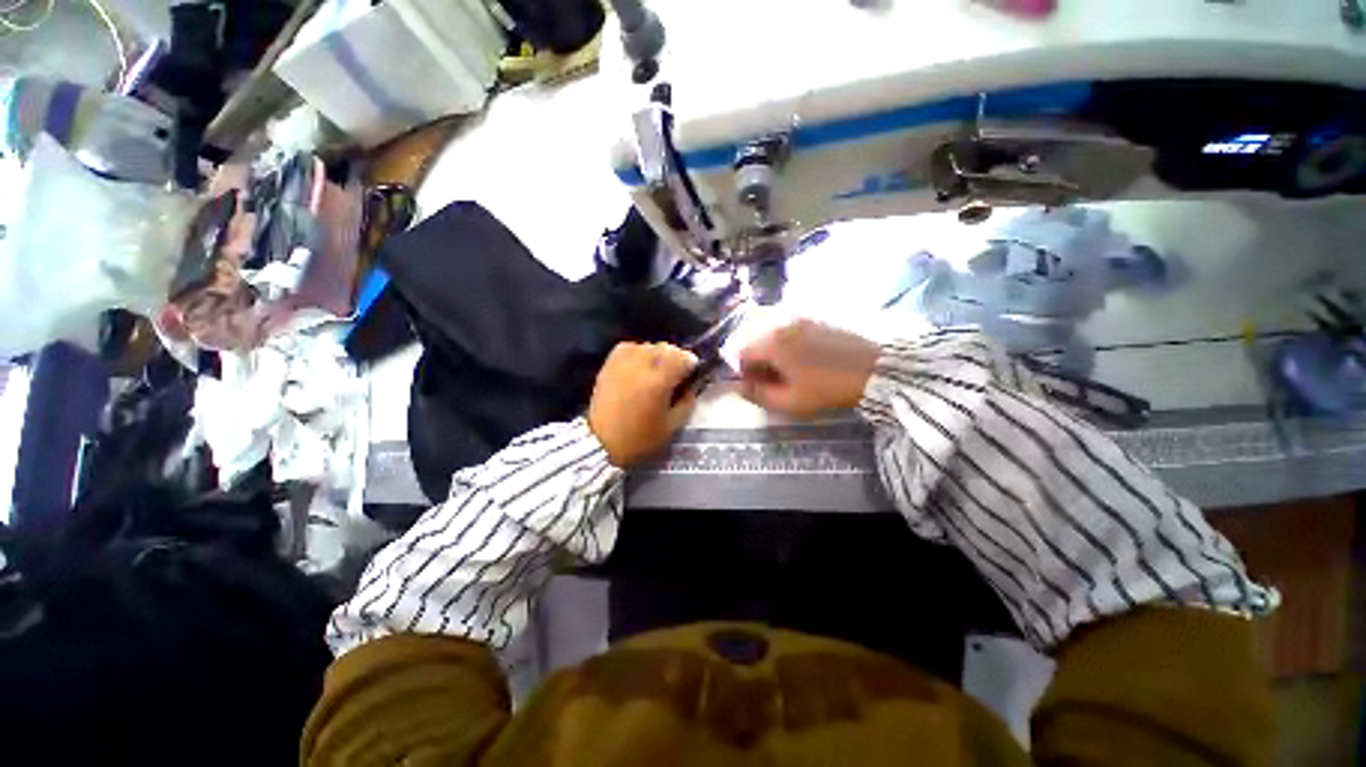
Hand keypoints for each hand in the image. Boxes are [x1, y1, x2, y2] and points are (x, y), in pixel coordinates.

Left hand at [588, 342, 699, 466]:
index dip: (691, 364)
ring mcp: (623, 363)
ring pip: (647, 346)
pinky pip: (628, 347)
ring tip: (659, 367)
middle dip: (676, 357)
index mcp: (659, 381)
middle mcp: (642, 366)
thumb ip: (686, 403)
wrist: (601, 443)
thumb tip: (690, 386)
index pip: (683, 358)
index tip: (693, 372)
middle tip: (677, 371)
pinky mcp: (609, 365)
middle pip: (666, 348)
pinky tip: (640, 363)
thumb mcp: (672, 427)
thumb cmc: (639, 439)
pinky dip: (638, 351)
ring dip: (658, 353)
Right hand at [739, 320, 880, 416]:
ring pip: (775, 338)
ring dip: (774, 356)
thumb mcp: (789, 401)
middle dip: (759, 364)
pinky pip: (793, 334)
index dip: (745, 373)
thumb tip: (738, 388)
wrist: (873, 371)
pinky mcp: (818, 322)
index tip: (757, 388)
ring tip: (790, 374)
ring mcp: (802, 321)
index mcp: (772, 343)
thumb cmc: (826, 389)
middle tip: (773, 383)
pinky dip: (790, 347)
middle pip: (758, 343)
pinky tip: (805, 362)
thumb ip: (758, 395)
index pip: (743, 354)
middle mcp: (783, 326)